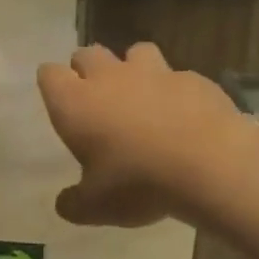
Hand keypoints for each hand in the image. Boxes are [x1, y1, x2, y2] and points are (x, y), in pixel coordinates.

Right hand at [36, 43, 244, 227]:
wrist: (209, 165)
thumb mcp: (96, 206)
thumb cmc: (137, 182)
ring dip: (133, 68)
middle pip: (87, 54)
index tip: (60, 103)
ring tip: (142, 96)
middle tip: (97, 99)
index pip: (49, 74)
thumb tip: (65, 204)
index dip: (53, 85)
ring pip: (134, 52)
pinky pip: (177, 76)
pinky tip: (185, 115)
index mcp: (75, 103)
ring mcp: (153, 72)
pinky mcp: (192, 79)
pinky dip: (175, 90)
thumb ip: (75, 203)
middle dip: (87, 70)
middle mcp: (108, 77)